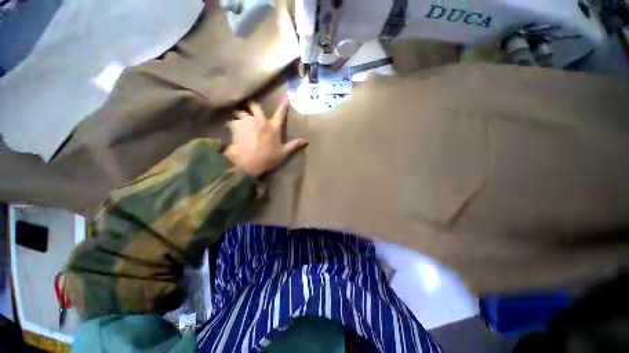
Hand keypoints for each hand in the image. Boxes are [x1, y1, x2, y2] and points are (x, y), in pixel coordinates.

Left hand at [224, 98, 306, 176]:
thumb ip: (294, 145)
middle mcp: (260, 121)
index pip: (280, 113)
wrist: (247, 163)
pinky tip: (232, 131)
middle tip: (251, 110)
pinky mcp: (235, 126)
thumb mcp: (283, 153)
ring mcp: (247, 122)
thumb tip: (306, 141)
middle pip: (255, 106)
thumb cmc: (268, 158)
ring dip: (241, 116)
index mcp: (273, 127)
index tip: (285, 96)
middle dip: (253, 106)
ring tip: (240, 122)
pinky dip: (232, 125)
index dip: (283, 105)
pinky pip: (232, 122)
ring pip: (241, 113)